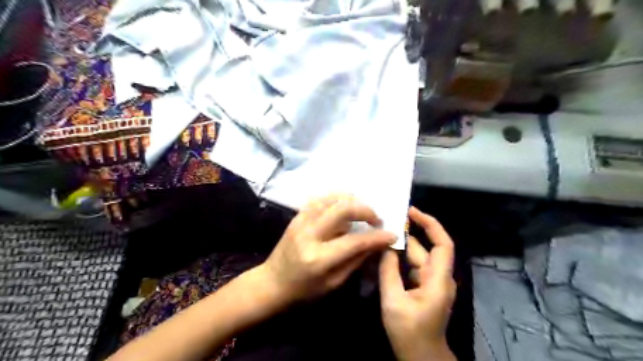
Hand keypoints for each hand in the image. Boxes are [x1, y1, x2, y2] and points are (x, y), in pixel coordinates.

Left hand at [258, 195, 394, 303]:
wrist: (272, 281)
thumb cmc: (304, 289)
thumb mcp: (333, 283)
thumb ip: (355, 260)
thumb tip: (376, 243)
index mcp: (319, 258)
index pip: (354, 241)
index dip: (376, 237)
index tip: (391, 234)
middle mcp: (309, 234)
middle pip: (342, 209)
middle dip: (365, 210)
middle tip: (376, 219)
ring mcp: (301, 221)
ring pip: (331, 199)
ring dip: (352, 201)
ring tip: (362, 212)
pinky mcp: (297, 216)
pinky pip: (320, 199)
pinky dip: (336, 199)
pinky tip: (344, 206)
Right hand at [381, 205, 456, 360]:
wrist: (420, 357)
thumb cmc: (409, 332)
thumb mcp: (393, 301)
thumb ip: (388, 271)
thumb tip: (385, 246)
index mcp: (438, 280)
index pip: (442, 244)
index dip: (430, 224)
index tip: (411, 211)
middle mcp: (438, 277)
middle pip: (424, 249)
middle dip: (407, 235)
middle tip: (385, 222)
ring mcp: (431, 283)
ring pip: (416, 258)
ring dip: (400, 248)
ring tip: (380, 236)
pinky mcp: (423, 287)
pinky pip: (411, 268)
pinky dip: (399, 260)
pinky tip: (383, 255)